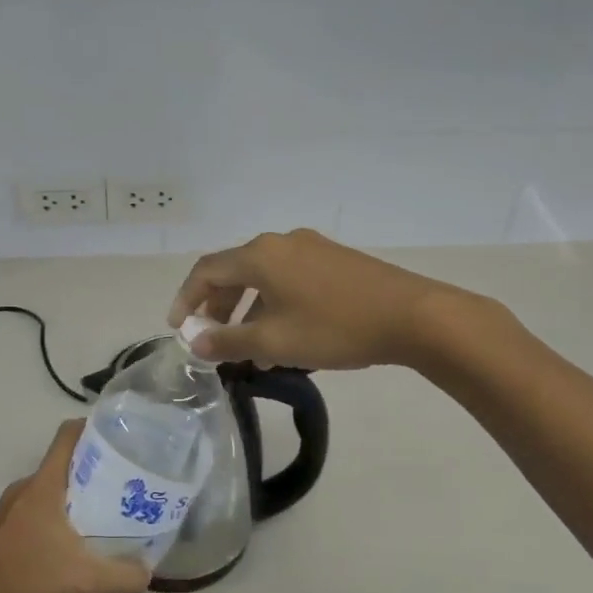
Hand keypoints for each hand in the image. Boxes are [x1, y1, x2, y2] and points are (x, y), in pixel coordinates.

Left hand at [0, 421, 150, 592]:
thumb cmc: (25, 583)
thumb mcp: (84, 582)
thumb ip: (123, 575)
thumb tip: (149, 572)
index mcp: (43, 486)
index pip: (68, 435)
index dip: (94, 428)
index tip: (121, 439)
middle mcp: (24, 489)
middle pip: (63, 464)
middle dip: (94, 472)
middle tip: (126, 488)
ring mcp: (7, 510)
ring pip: (49, 491)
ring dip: (75, 500)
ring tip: (105, 520)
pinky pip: (35, 512)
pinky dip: (56, 520)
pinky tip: (71, 549)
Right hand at [170, 229, 482, 370]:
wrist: (413, 316)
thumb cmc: (335, 328)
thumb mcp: (275, 342)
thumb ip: (229, 342)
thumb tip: (196, 342)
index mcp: (260, 255)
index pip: (206, 271)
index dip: (186, 298)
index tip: (178, 328)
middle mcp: (281, 242)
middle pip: (235, 271)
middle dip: (218, 307)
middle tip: (212, 339)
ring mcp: (311, 248)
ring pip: (264, 277)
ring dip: (248, 310)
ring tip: (249, 350)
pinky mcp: (334, 261)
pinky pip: (289, 279)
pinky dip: (274, 304)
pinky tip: (285, 338)